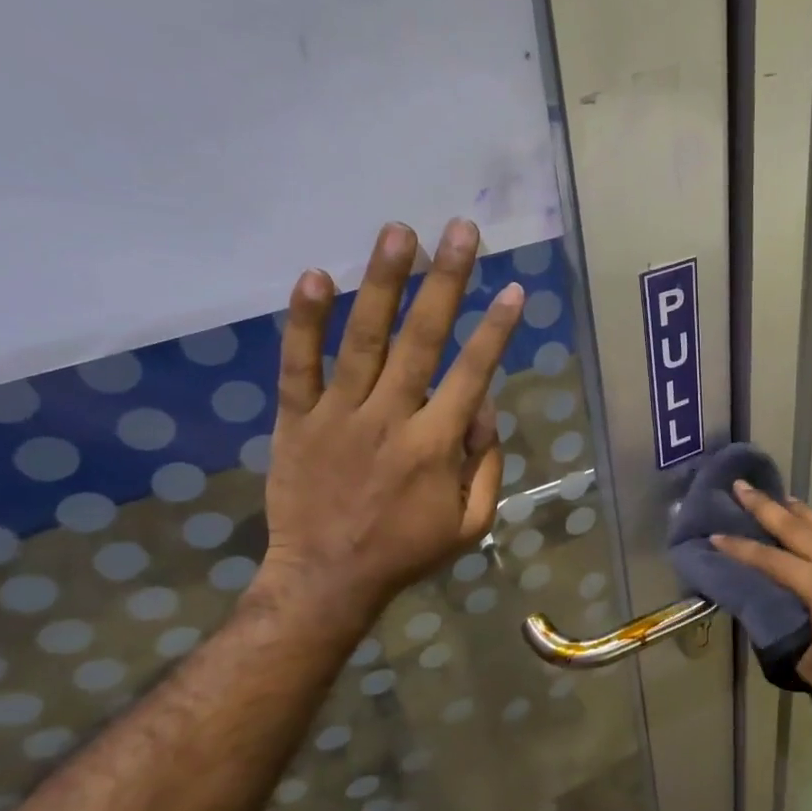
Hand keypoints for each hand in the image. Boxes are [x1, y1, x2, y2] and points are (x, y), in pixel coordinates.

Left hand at [250, 219, 523, 634]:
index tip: (515, 289)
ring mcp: (338, 416)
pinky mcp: (296, 420)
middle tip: (461, 231)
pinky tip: (316, 275)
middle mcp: (391, 418)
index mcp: (436, 446)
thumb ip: (486, 463)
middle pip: (423, 340)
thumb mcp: (471, 523)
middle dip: (446, 282)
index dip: (497, 330)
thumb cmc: (407, 552)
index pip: (473, 374)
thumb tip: (485, 405)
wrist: (326, 580)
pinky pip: (298, 365)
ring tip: (398, 232)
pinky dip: (304, 322)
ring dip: (383, 283)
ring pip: (365, 340)